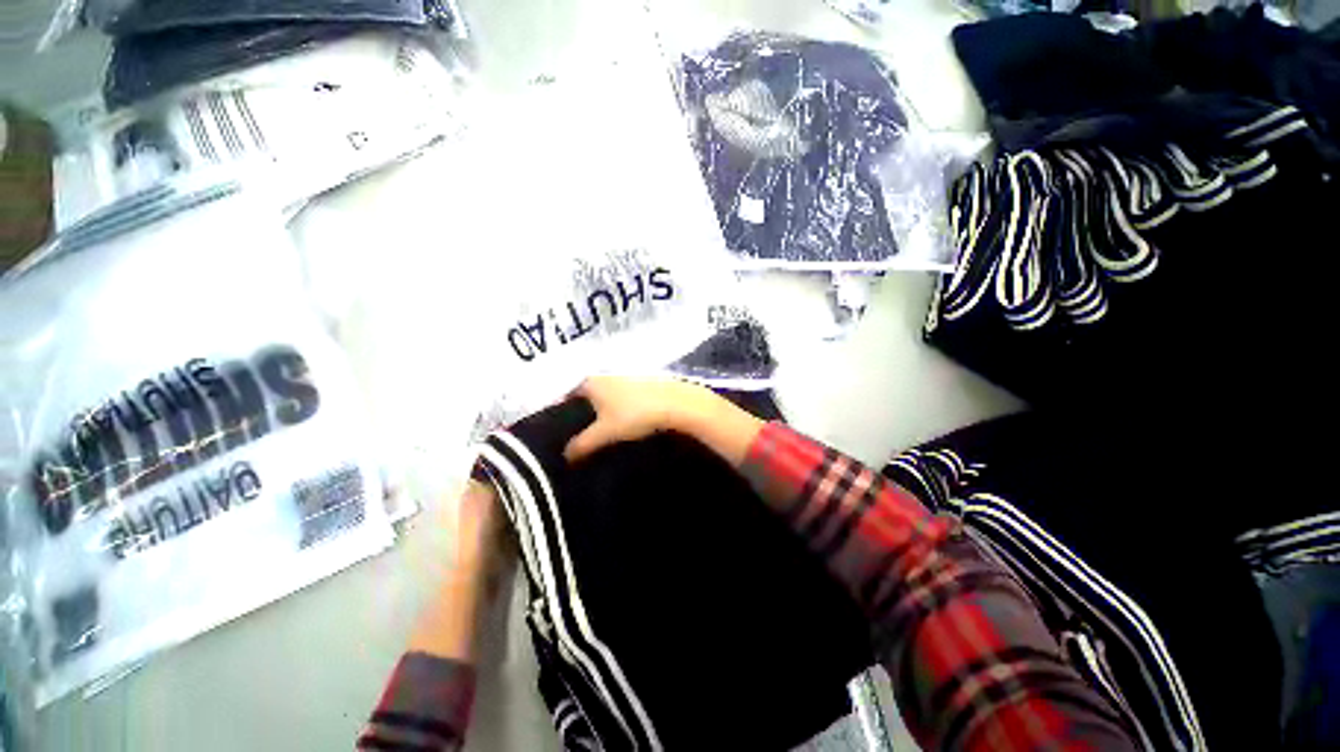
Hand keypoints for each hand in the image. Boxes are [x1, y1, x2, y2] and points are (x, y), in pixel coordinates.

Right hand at [563, 376, 717, 461]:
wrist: (676, 403)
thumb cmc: (635, 414)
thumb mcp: (604, 433)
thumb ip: (581, 444)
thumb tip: (565, 455)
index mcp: (591, 381)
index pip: (566, 395)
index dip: (560, 412)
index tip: (558, 431)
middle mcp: (605, 374)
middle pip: (585, 395)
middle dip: (581, 413)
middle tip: (577, 435)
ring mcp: (625, 376)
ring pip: (604, 395)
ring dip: (601, 411)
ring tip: (600, 433)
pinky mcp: (642, 382)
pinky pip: (621, 397)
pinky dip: (617, 408)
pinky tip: (622, 422)